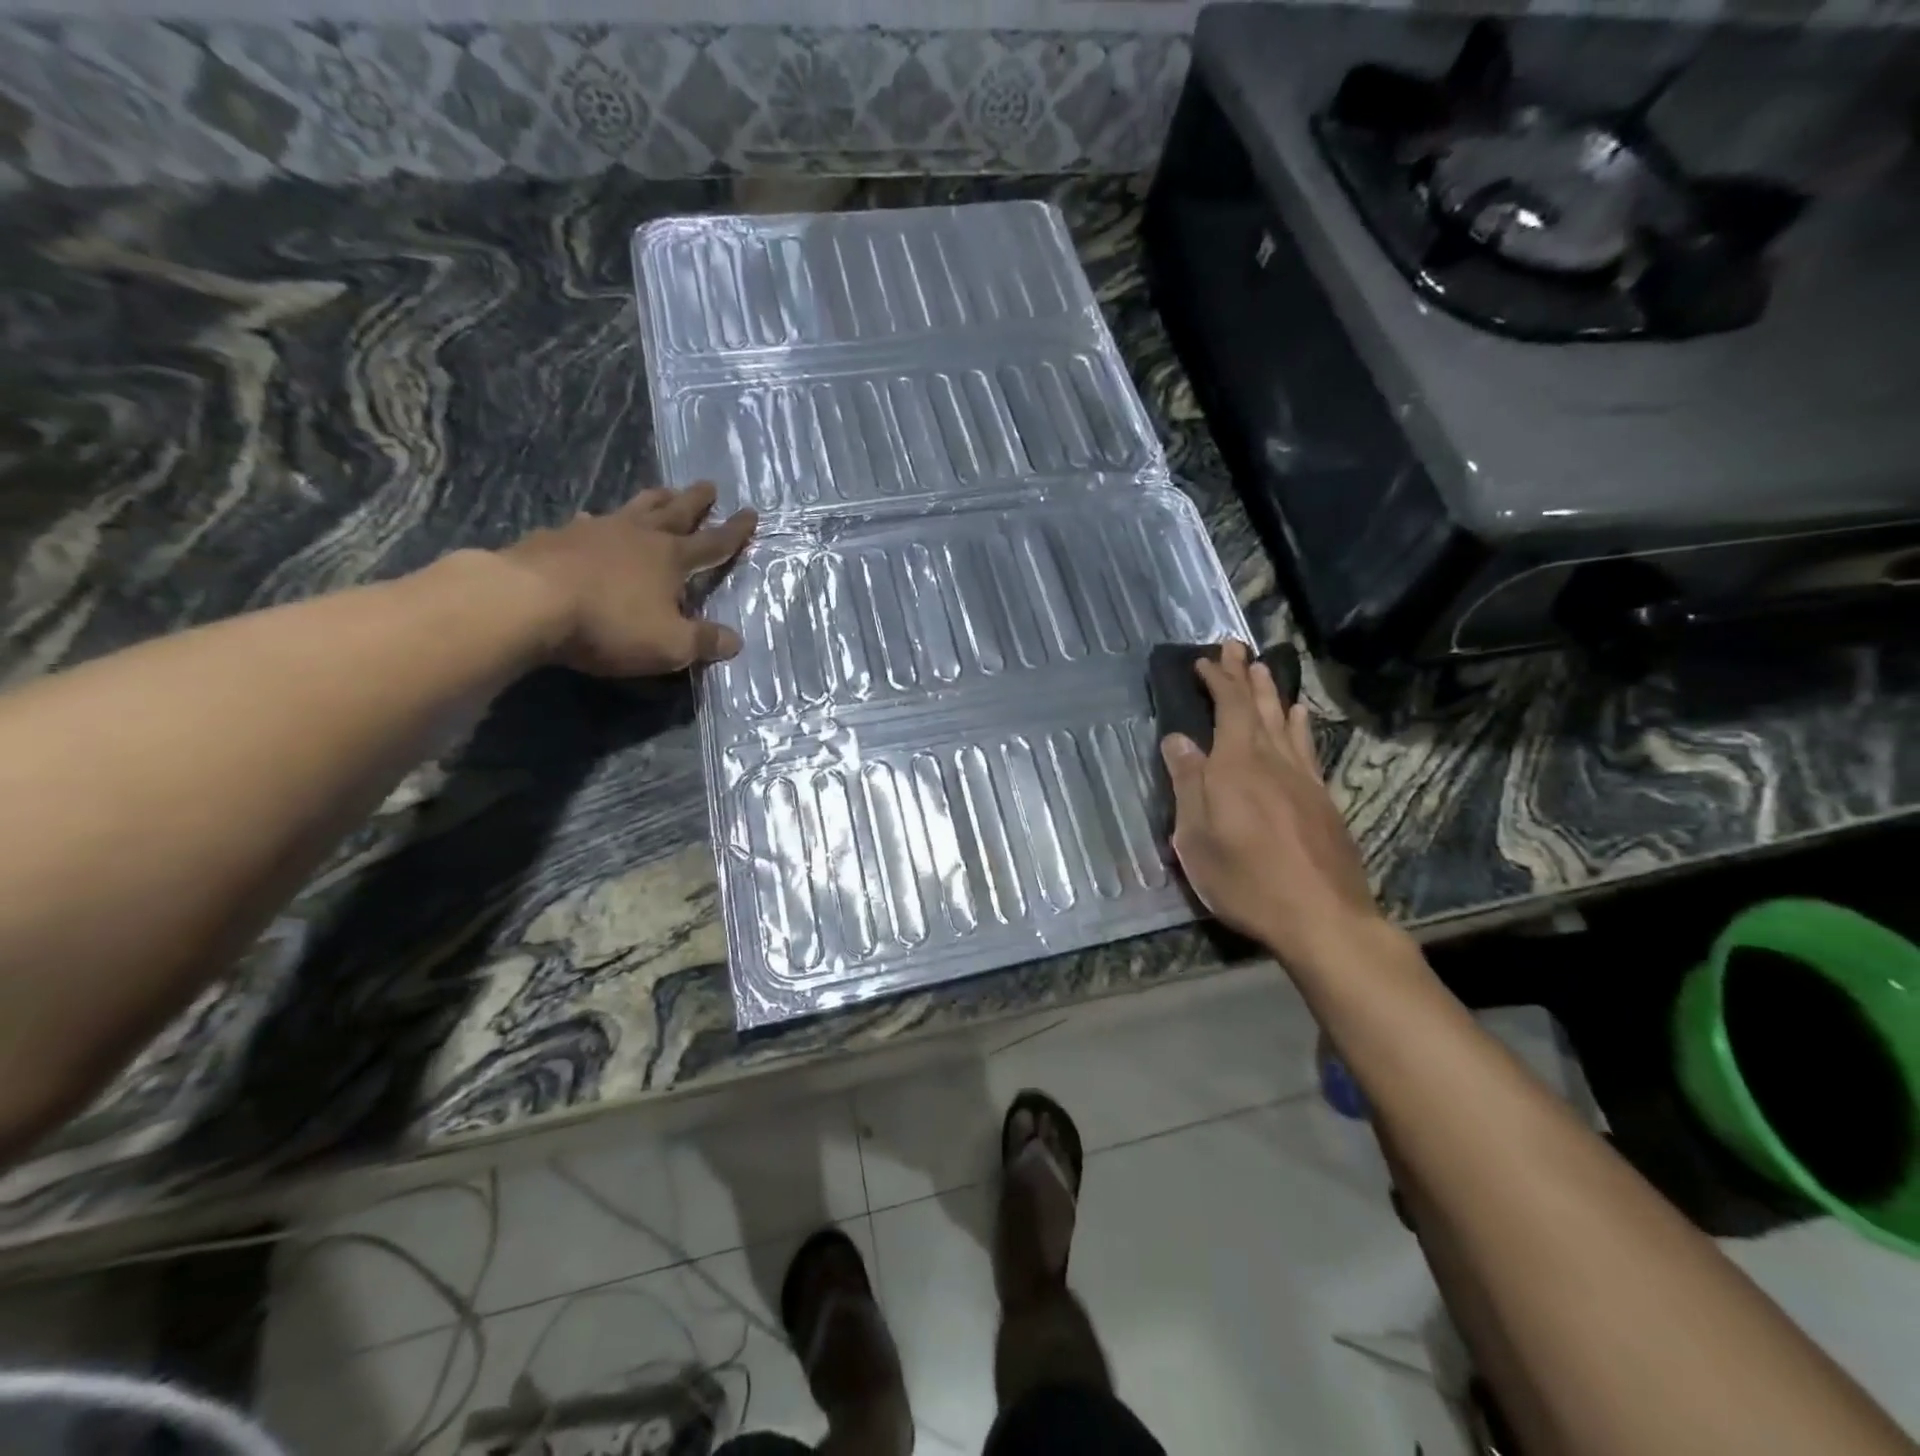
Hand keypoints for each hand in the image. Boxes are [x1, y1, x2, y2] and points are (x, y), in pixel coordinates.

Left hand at [500, 482, 756, 677]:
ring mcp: (595, 531)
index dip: (735, 532)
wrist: (528, 602)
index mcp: (671, 558)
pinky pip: (586, 523)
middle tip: (709, 485)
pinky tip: (590, 521)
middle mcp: (638, 536)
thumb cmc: (610, 624)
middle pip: (674, 511)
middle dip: (695, 501)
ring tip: (662, 491)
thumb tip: (735, 640)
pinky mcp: (556, 537)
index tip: (751, 513)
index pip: (713, 543)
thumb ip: (704, 642)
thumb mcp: (669, 644)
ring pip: (633, 508)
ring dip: (652, 500)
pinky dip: (597, 522)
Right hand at [1160, 641, 1384, 970]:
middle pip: (1258, 707)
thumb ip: (1188, 783)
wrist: (1322, 917)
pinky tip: (1299, 717)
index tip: (1204, 659)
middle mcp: (1271, 761)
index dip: (1217, 680)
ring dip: (1271, 692)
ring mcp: (1302, 779)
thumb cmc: (1245, 880)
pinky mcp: (1321, 799)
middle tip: (1235, 646)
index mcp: (1235, 766)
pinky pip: (1307, 747)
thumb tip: (1177, 738)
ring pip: (1284, 722)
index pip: (1228, 707)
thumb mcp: (1196, 837)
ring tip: (1263, 669)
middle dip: (1244, 675)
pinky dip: (1300, 726)